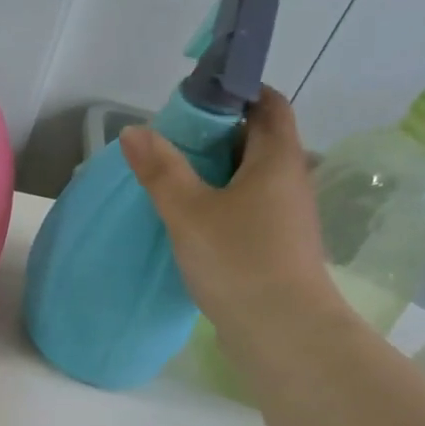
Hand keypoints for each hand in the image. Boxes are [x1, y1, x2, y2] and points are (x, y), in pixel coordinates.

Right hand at [119, 89, 347, 358]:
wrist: (282, 332)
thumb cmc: (239, 260)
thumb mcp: (189, 211)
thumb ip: (161, 169)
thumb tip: (135, 130)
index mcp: (277, 158)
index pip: (267, 104)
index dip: (236, 93)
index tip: (194, 100)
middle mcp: (290, 181)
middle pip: (257, 140)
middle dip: (216, 135)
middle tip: (170, 142)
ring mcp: (286, 217)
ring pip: (250, 179)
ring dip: (215, 174)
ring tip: (171, 180)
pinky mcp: (276, 248)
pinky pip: (247, 210)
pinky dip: (220, 205)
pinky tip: (189, 222)